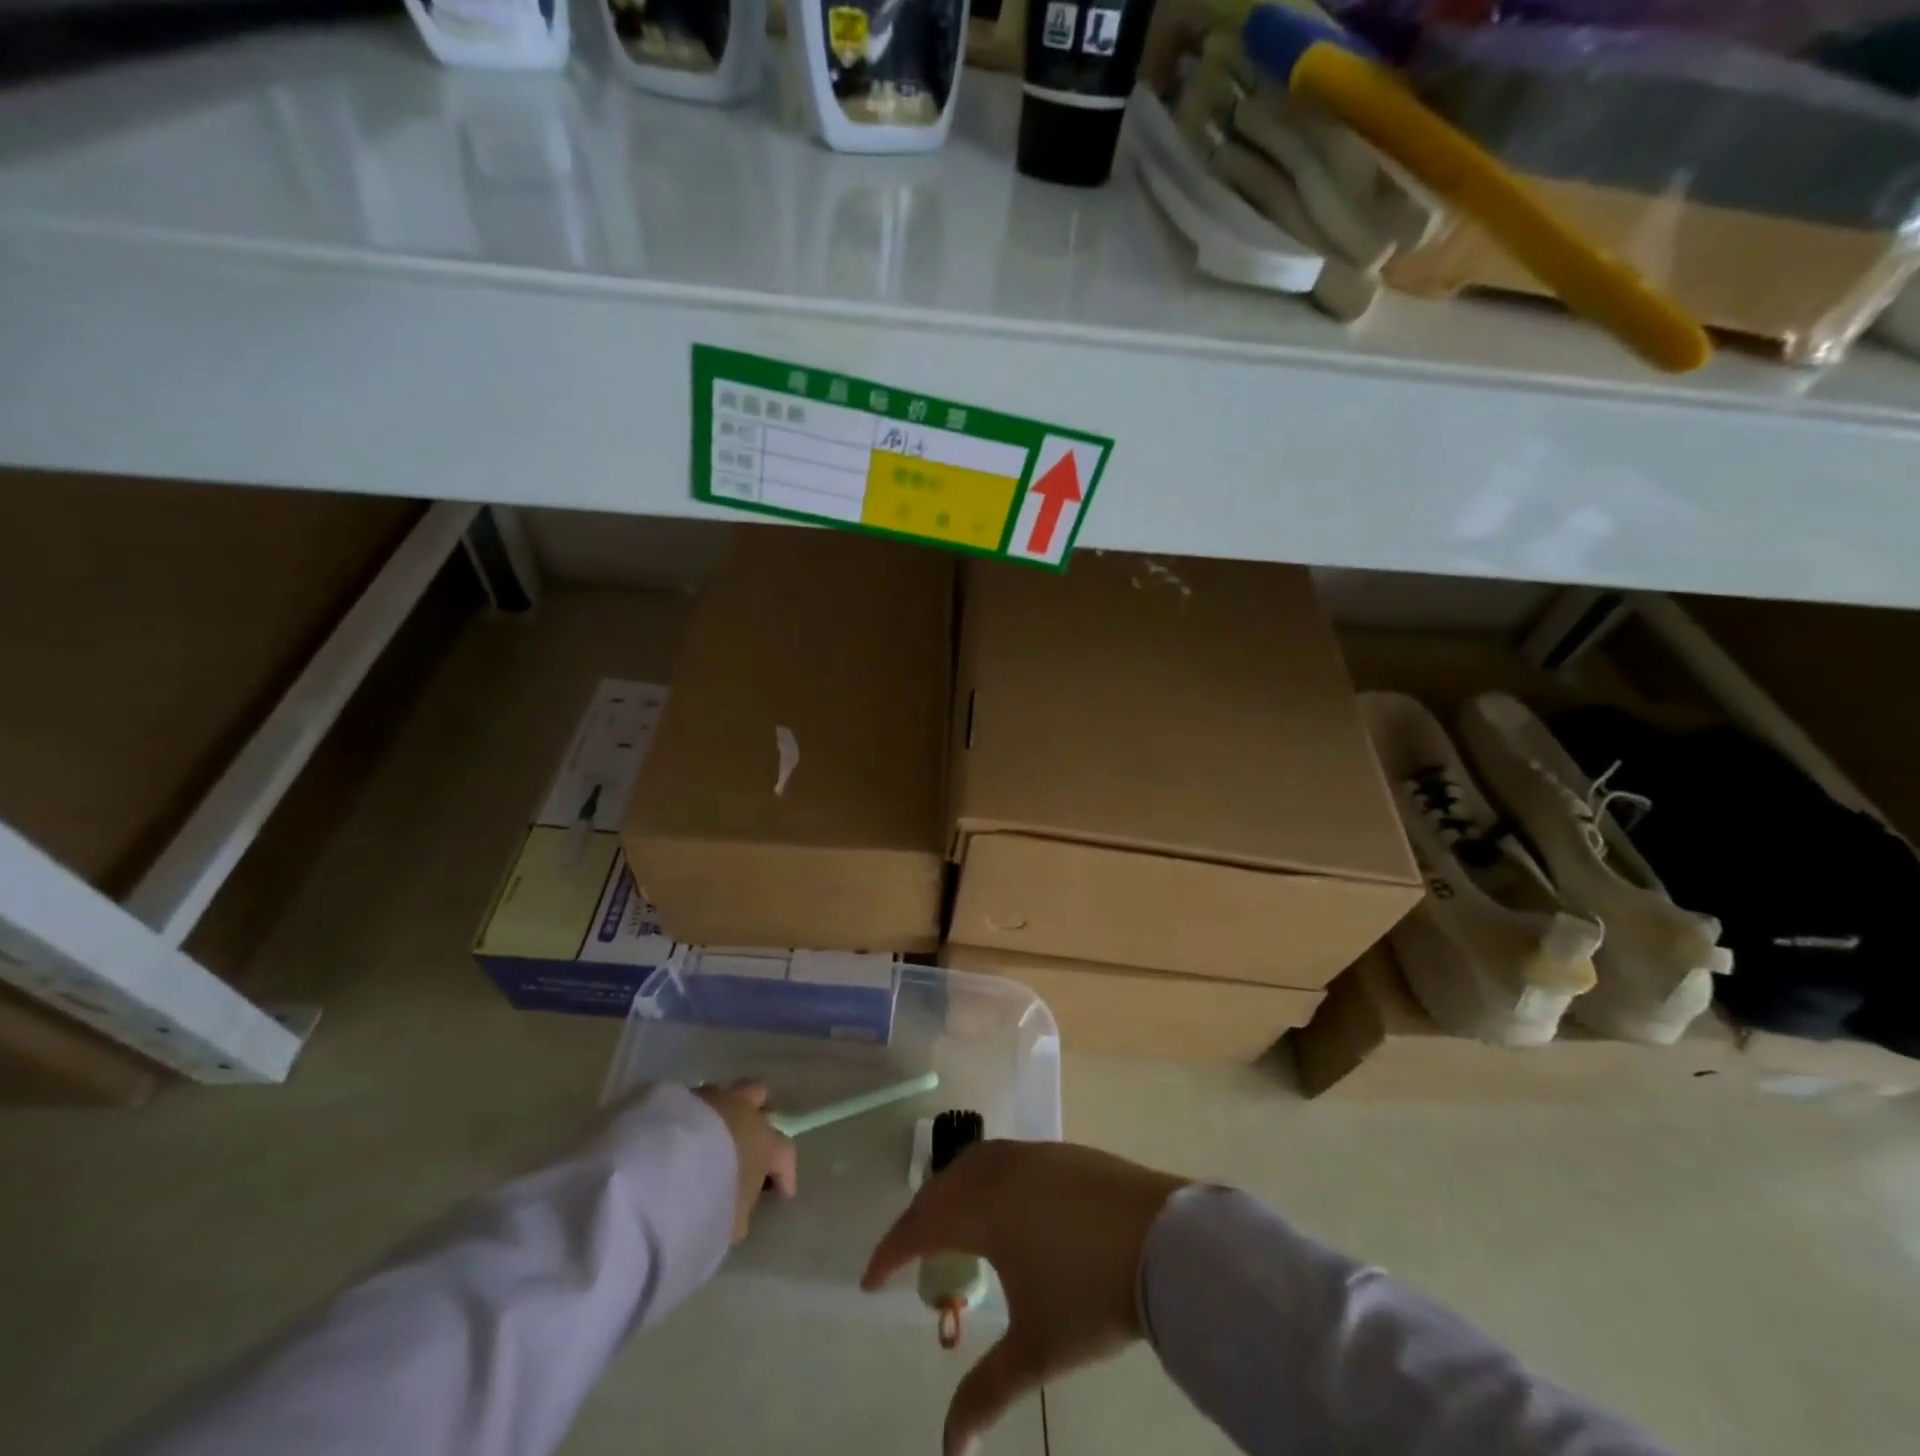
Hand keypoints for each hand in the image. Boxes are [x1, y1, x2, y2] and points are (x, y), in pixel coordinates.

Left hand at [692, 1081, 797, 1242]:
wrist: (658, 1172)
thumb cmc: (706, 1200)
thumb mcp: (730, 1222)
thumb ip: (741, 1210)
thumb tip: (739, 1208)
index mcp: (764, 1142)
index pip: (785, 1153)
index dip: (785, 1174)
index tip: (781, 1194)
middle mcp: (744, 1111)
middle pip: (759, 1099)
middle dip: (756, 1117)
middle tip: (748, 1142)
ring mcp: (711, 1099)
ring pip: (726, 1094)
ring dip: (723, 1112)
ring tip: (711, 1135)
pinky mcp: (679, 1096)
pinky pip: (694, 1102)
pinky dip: (694, 1116)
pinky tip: (683, 1135)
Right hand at [861, 1141, 1187, 1455]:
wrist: (1164, 1240)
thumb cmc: (1090, 1294)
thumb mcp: (1035, 1351)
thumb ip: (985, 1393)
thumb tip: (949, 1451)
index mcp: (982, 1210)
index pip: (919, 1227)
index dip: (889, 1254)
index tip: (868, 1282)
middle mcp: (998, 1172)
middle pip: (941, 1189)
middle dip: (916, 1222)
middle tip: (905, 1257)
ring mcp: (1032, 1156)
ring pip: (972, 1165)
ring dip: (950, 1193)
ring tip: (946, 1226)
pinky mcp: (1061, 1153)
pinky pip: (1002, 1159)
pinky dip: (982, 1179)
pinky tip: (998, 1204)